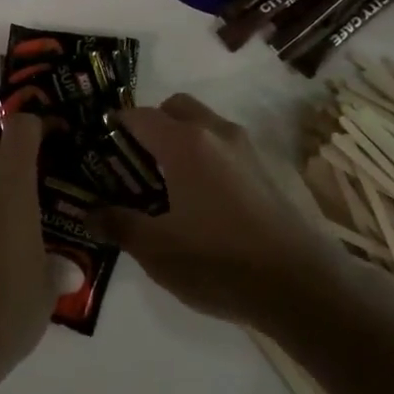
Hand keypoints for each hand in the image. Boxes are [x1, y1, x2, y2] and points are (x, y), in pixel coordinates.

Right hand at [95, 94, 341, 328]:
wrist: (303, 286)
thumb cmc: (219, 262)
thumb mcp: (157, 251)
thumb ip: (120, 225)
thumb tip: (90, 214)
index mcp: (185, 143)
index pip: (140, 115)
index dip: (115, 127)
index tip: (101, 150)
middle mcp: (217, 133)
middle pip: (176, 107)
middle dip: (153, 125)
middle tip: (137, 165)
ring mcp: (248, 149)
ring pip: (205, 124)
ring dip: (183, 139)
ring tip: (170, 185)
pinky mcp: (269, 170)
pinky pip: (227, 147)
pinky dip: (209, 157)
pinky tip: (206, 202)